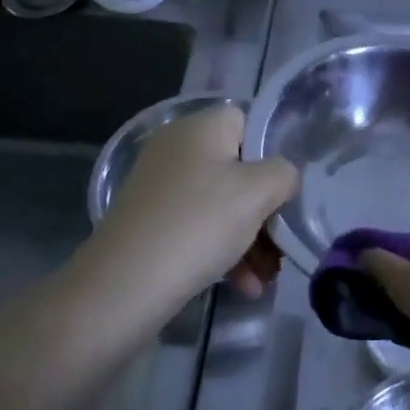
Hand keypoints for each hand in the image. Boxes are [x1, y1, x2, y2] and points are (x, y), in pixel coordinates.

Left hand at [95, 104, 298, 303]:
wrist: (122, 286)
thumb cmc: (198, 223)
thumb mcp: (258, 192)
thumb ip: (283, 174)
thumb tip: (282, 177)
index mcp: (202, 126)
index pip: (250, 123)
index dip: (273, 154)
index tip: (287, 190)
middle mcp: (178, 147)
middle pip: (238, 168)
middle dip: (265, 209)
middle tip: (282, 243)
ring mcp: (160, 185)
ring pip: (221, 203)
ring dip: (249, 238)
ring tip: (266, 278)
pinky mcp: (150, 221)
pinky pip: (198, 226)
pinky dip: (222, 250)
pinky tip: (243, 287)